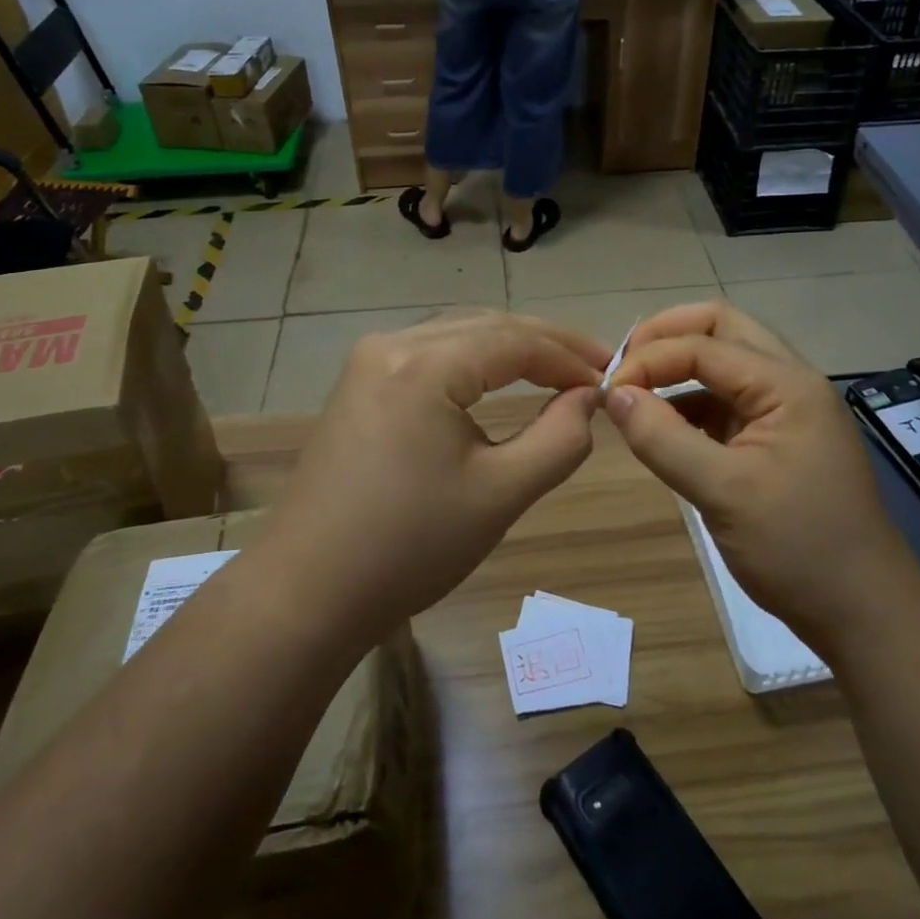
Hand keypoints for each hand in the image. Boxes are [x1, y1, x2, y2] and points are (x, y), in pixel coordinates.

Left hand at [267, 310, 609, 641]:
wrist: (307, 592)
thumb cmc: (409, 546)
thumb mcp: (501, 494)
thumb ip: (559, 439)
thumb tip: (588, 398)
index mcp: (423, 364)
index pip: (516, 340)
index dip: (570, 356)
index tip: (612, 377)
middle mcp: (391, 345)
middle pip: (486, 325)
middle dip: (545, 343)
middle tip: (595, 367)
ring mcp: (368, 362)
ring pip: (457, 333)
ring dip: (510, 346)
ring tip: (558, 368)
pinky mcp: (359, 384)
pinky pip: (431, 352)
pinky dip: (475, 359)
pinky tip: (499, 376)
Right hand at [604, 303, 910, 658]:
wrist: (862, 612)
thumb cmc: (798, 548)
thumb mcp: (723, 492)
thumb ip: (664, 438)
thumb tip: (613, 395)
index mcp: (786, 383)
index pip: (705, 344)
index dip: (650, 358)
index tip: (608, 393)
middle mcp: (789, 382)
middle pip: (722, 329)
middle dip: (668, 337)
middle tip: (624, 365)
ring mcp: (785, 410)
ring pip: (724, 363)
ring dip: (679, 367)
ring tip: (635, 393)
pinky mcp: (776, 439)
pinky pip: (726, 401)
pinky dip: (690, 403)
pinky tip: (663, 427)